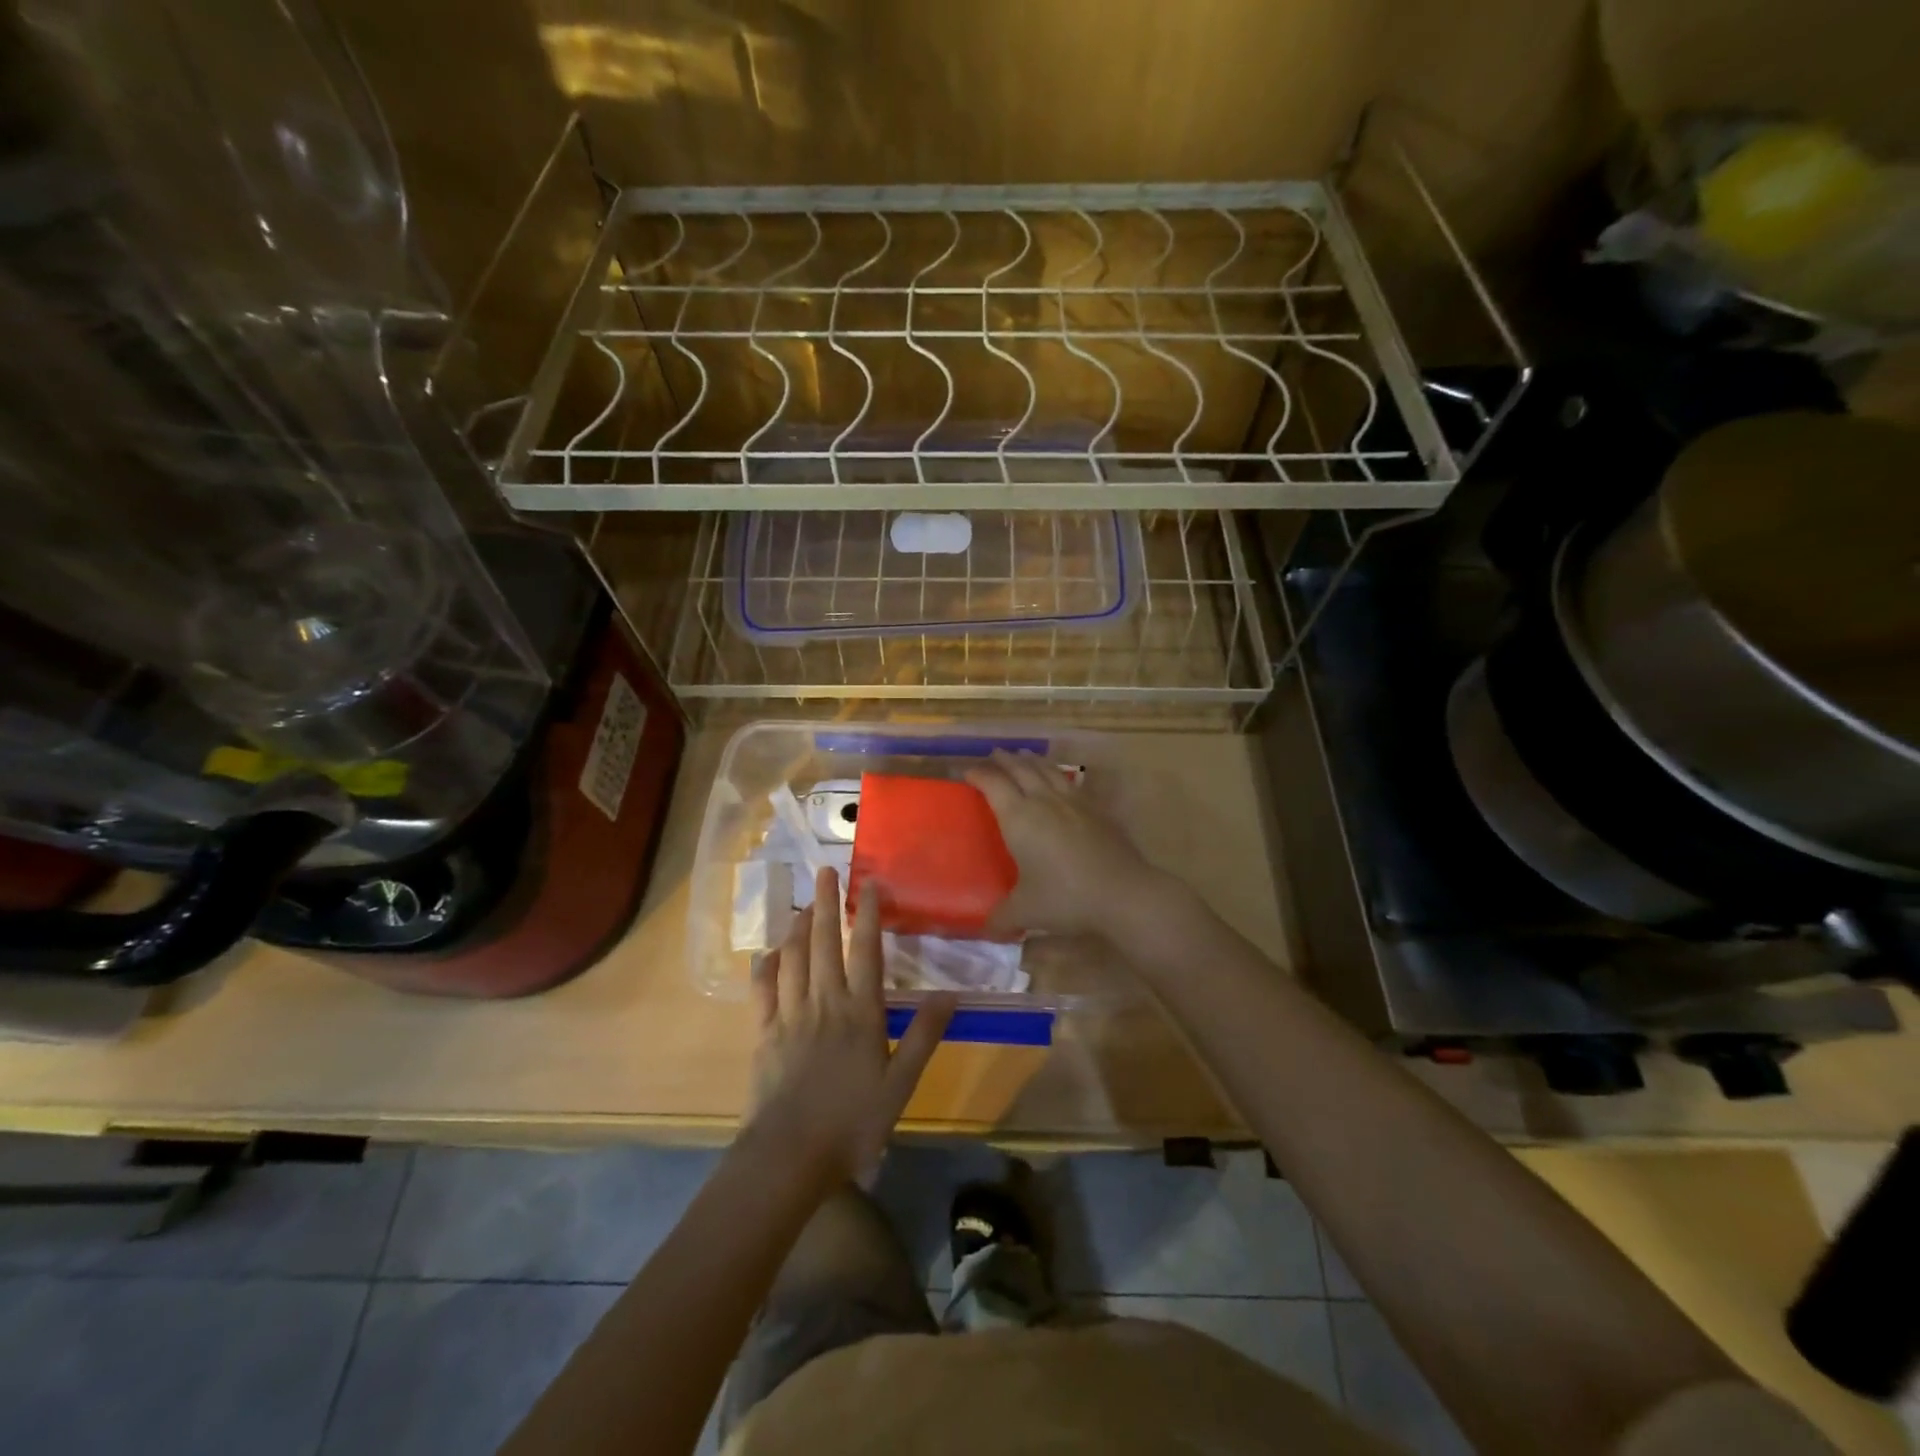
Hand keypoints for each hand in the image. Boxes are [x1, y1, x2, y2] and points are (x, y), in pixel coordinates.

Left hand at [746, 867, 953, 1184]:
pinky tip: (768, 953)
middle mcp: (824, 1002)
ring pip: (792, 959)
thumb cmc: (852, 1122)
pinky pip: (763, 991)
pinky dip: (766, 967)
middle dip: (825, 904)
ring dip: (797, 927)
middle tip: (825, 871)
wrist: (789, 1155)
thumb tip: (949, 993)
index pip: (865, 952)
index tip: (869, 884)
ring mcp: (790, 1016)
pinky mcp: (764, 1034)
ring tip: (803, 904)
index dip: (868, 915)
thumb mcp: (900, 1083)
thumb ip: (923, 1035)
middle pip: (823, 943)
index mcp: (860, 1012)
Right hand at [964, 749, 1169, 938]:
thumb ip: (1002, 917)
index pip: (993, 785)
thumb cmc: (1065, 898)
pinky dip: (1058, 775)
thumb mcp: (1025, 911)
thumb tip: (986, 929)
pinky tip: (1060, 781)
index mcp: (1019, 817)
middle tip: (993, 755)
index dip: (978, 775)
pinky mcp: (1096, 809)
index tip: (967, 772)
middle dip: (1004, 760)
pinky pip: (1071, 783)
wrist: (1122, 893)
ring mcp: (1073, 802)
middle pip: (1020, 769)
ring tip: (1024, 756)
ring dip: (1031, 760)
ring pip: (1047, 770)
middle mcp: (1044, 801)